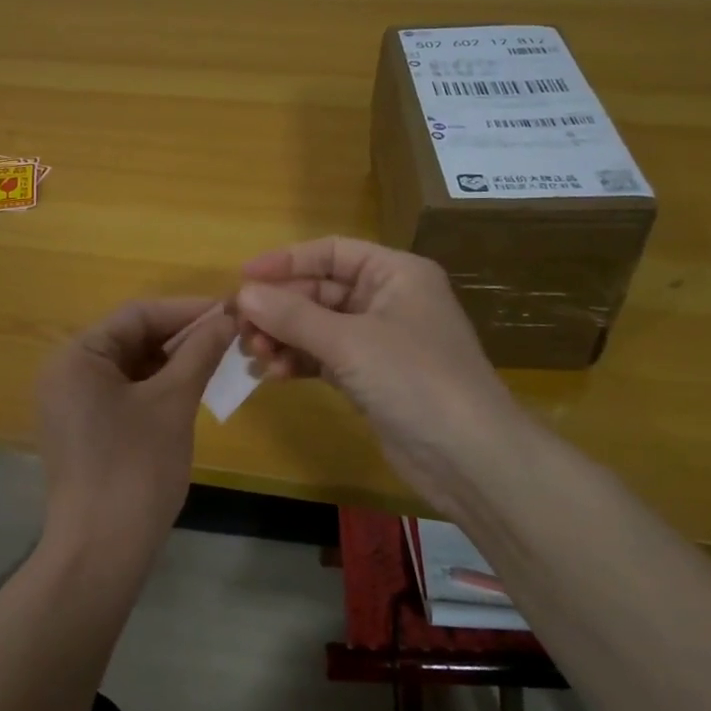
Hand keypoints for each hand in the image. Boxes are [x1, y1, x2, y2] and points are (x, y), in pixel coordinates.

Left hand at [34, 297, 236, 566]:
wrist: (101, 551)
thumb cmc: (136, 467)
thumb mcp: (173, 402)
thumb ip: (199, 353)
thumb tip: (227, 318)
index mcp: (77, 356)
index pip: (137, 315)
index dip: (187, 310)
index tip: (230, 310)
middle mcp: (66, 372)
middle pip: (131, 338)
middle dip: (181, 337)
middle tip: (229, 337)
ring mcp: (71, 404)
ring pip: (130, 367)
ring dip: (172, 362)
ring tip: (217, 360)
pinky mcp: (83, 430)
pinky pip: (123, 393)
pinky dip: (156, 388)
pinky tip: (190, 389)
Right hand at [234, 238, 528, 512]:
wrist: (470, 458)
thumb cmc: (415, 380)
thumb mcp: (349, 342)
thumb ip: (292, 316)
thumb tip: (242, 294)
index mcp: (395, 274)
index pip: (331, 252)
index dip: (286, 261)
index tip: (242, 278)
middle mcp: (388, 300)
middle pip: (320, 292)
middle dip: (280, 309)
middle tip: (240, 330)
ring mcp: (381, 341)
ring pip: (318, 327)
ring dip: (284, 338)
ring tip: (254, 356)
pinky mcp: (372, 377)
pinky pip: (325, 358)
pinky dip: (298, 362)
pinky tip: (272, 374)